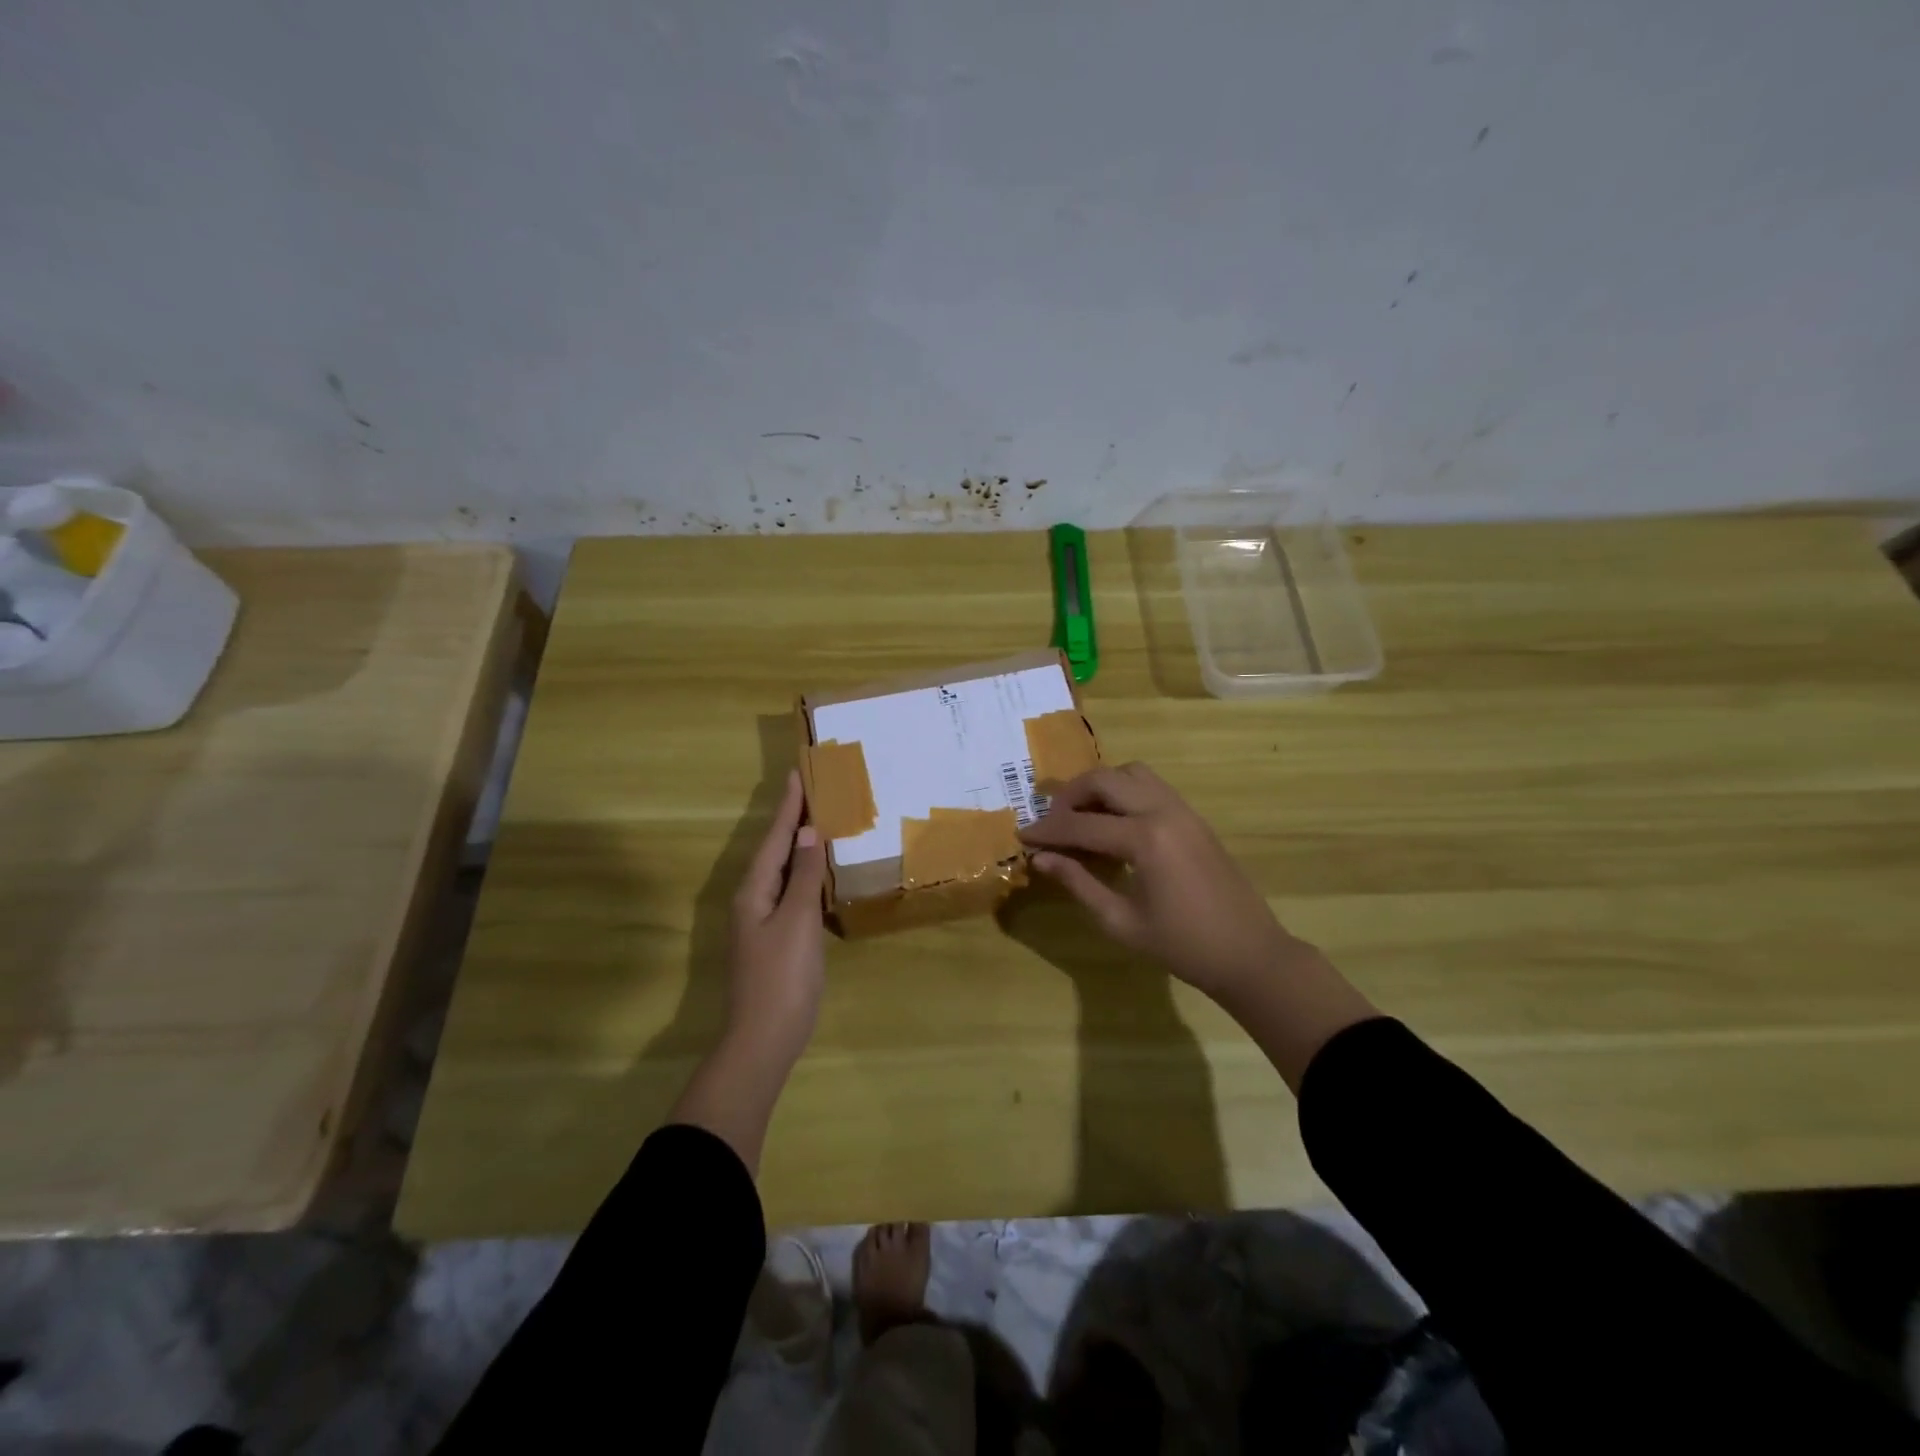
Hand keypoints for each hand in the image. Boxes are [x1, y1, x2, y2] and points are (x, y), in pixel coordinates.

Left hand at [725, 768, 827, 1071]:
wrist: (763, 1040)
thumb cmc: (782, 978)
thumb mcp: (796, 922)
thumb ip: (801, 876)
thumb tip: (806, 833)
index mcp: (754, 890)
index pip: (775, 836)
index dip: (789, 805)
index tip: (799, 772)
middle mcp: (752, 899)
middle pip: (774, 849)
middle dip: (792, 818)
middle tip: (813, 788)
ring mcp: (761, 920)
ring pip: (781, 869)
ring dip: (797, 843)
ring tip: (817, 819)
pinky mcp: (774, 937)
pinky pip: (788, 890)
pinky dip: (803, 872)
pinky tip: (817, 871)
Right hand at [1019, 762, 1301, 1003]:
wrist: (1249, 954)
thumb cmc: (1182, 947)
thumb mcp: (1120, 921)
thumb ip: (1078, 882)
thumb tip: (1041, 858)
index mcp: (1145, 839)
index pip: (1081, 824)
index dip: (1047, 830)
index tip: (1022, 835)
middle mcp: (1164, 811)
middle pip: (1105, 779)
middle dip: (1070, 795)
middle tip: (1052, 823)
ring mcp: (1184, 810)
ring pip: (1131, 773)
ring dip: (1100, 786)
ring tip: (1082, 817)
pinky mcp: (1194, 817)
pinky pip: (1152, 786)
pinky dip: (1125, 792)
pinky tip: (1113, 824)